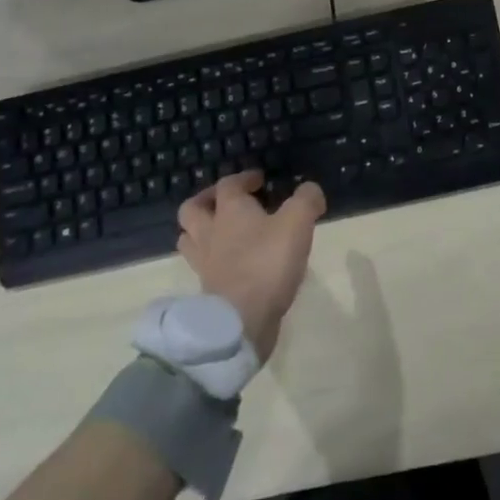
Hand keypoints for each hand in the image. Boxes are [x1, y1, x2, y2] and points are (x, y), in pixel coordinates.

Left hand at [175, 170, 325, 359]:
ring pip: (190, 238)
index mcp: (230, 211)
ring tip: (224, 231)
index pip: (228, 184)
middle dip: (207, 200)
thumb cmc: (268, 263)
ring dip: (202, 229)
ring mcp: (204, 264)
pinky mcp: (207, 290)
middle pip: (192, 209)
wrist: (241, 322)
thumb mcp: (298, 222)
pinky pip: (202, 266)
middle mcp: (210, 233)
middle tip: (228, 201)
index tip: (260, 180)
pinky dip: (213, 259)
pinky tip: (233, 262)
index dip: (243, 178)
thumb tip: (310, 189)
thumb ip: (306, 199)